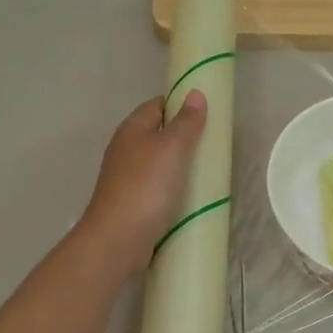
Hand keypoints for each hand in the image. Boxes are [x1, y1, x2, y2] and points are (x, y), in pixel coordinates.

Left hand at [78, 90, 206, 274]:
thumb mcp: (172, 148)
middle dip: (183, 137)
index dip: (180, 104)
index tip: (207, 113)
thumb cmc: (146, 186)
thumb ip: (186, 122)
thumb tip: (194, 93)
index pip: (157, 105)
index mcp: (132, 129)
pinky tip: (189, 197)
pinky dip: (173, 188)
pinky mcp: (132, 203)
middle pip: (157, 134)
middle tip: (213, 145)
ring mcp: (126, 178)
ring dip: (179, 166)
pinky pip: (157, 188)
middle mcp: (125, 149)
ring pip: (158, 163)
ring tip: (208, 171)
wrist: (119, 238)